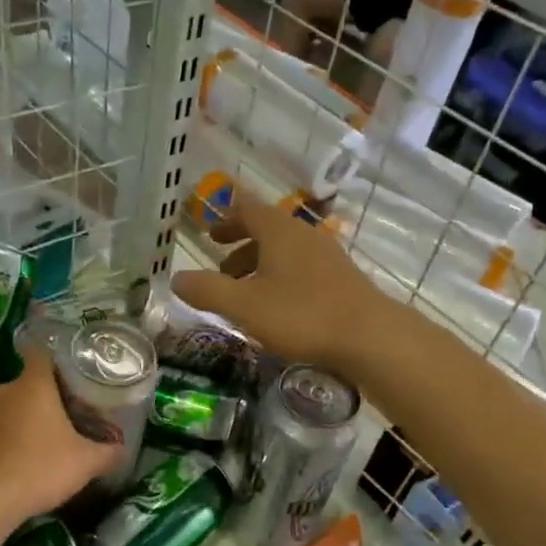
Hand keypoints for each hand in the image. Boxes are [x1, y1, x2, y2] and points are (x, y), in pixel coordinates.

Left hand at [0, 350, 119, 525]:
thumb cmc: (39, 468)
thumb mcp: (85, 463)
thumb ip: (107, 453)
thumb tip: (122, 451)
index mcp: (33, 386)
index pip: (41, 354)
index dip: (56, 361)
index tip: (70, 376)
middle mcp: (3, 393)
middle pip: (27, 386)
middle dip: (44, 400)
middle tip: (65, 419)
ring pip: (8, 411)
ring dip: (22, 423)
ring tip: (41, 446)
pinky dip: (4, 445)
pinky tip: (16, 467)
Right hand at [172, 191, 385, 369]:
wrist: (369, 336)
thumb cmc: (302, 314)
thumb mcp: (244, 305)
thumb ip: (208, 291)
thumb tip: (176, 278)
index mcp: (279, 231)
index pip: (247, 209)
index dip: (226, 218)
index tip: (209, 233)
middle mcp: (304, 235)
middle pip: (267, 230)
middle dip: (240, 246)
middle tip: (220, 266)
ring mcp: (327, 256)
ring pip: (285, 252)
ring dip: (260, 266)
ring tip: (244, 293)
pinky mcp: (341, 279)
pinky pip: (302, 269)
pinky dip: (281, 279)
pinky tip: (278, 307)